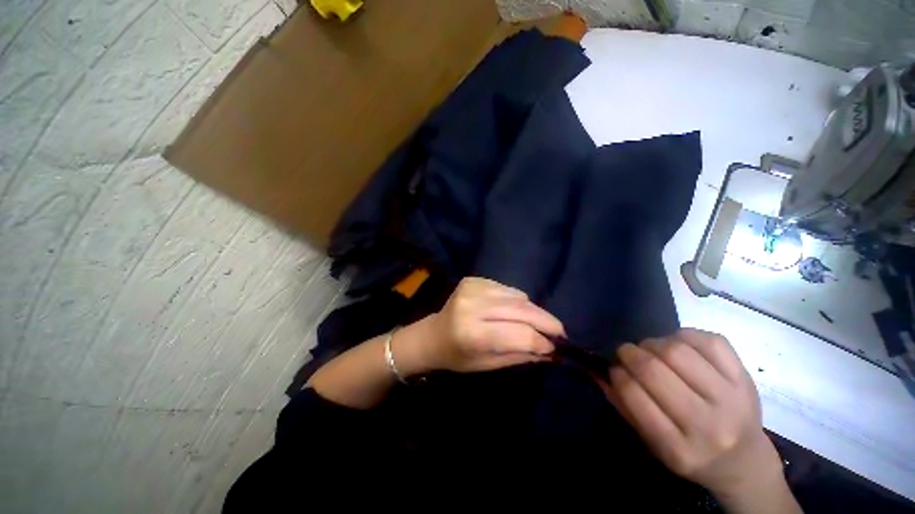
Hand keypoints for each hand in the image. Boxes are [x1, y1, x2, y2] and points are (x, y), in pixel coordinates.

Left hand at [411, 277, 563, 372]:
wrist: (434, 334)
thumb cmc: (458, 356)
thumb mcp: (488, 364)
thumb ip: (520, 355)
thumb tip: (551, 351)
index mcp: (472, 333)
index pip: (518, 334)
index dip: (541, 341)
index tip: (555, 347)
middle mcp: (472, 305)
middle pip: (520, 310)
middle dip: (545, 321)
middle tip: (560, 331)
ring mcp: (472, 288)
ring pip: (516, 297)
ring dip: (533, 310)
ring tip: (539, 323)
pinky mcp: (473, 279)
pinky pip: (507, 289)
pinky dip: (517, 300)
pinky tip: (515, 311)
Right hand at [599, 329, 785, 502]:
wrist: (744, 461)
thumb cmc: (690, 452)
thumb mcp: (652, 442)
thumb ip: (623, 405)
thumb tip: (597, 370)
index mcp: (679, 449)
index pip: (635, 397)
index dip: (618, 374)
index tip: (614, 368)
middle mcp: (709, 425)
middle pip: (655, 371)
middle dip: (630, 353)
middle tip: (626, 352)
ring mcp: (732, 399)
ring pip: (678, 351)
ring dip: (654, 343)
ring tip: (651, 349)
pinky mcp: (745, 378)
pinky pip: (710, 341)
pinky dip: (684, 335)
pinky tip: (678, 344)